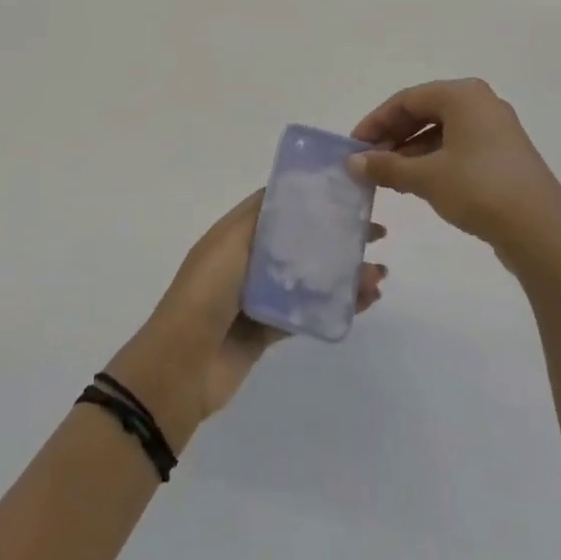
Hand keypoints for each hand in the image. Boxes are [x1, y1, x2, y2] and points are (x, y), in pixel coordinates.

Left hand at [107, 191, 386, 450]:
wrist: (181, 367)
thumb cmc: (205, 294)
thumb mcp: (229, 244)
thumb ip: (261, 220)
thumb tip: (291, 193)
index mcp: (236, 233)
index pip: (279, 206)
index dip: (312, 197)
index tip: (349, 192)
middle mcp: (248, 260)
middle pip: (300, 240)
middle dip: (337, 235)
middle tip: (376, 233)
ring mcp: (259, 296)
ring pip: (309, 277)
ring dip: (344, 272)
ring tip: (379, 274)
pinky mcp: (269, 330)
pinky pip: (307, 311)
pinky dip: (335, 304)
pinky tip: (364, 301)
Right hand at [350, 79, 560, 279]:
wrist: (542, 232)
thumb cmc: (479, 189)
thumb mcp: (425, 177)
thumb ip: (386, 166)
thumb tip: (352, 162)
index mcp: (463, 94)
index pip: (406, 99)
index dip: (376, 121)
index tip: (354, 146)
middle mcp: (481, 103)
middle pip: (424, 112)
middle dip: (394, 136)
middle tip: (369, 162)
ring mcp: (497, 129)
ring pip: (441, 131)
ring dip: (411, 151)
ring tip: (389, 177)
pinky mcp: (505, 155)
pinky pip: (459, 147)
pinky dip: (434, 160)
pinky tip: (418, 183)